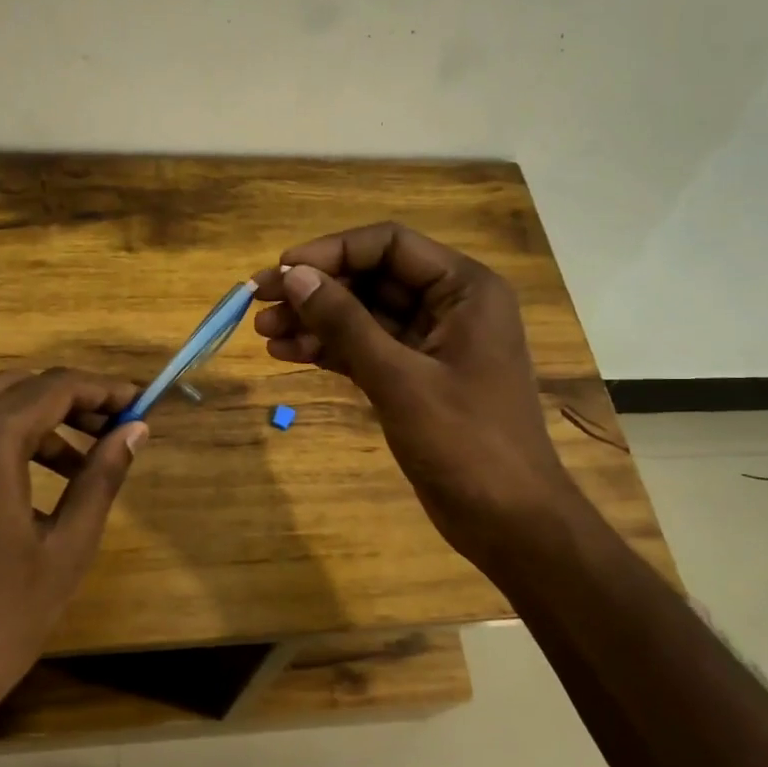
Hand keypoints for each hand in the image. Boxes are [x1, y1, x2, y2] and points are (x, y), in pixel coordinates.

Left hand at [0, 367, 145, 711]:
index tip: (136, 403)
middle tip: (109, 428)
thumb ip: (102, 476)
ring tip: (74, 465)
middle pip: (15, 387)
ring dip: (31, 421)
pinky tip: (21, 486)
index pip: (53, 388)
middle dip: (67, 399)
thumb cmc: (1, 620)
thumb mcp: (68, 547)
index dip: (101, 390)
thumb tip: (135, 430)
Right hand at [252, 223, 567, 564]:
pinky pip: (366, 349)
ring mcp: (431, 344)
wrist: (508, 521)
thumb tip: (293, 275)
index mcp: (464, 289)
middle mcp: (449, 306)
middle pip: (372, 278)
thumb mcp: (399, 378)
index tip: (282, 269)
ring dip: (315, 321)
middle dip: (316, 290)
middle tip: (259, 303)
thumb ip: (345, 323)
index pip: (389, 245)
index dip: (332, 252)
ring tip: (263, 333)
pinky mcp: (415, 378)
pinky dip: (330, 350)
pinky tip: (288, 353)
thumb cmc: (465, 443)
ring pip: (364, 316)